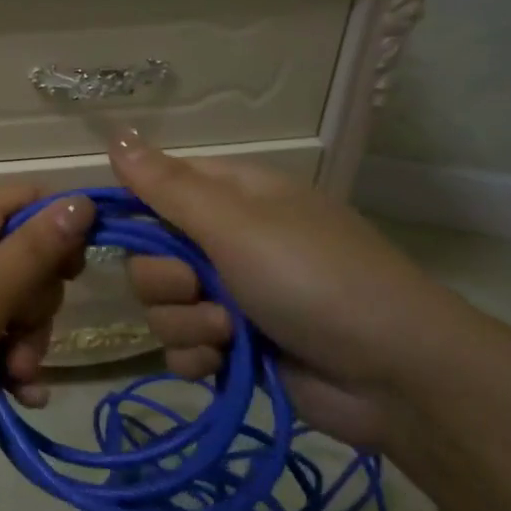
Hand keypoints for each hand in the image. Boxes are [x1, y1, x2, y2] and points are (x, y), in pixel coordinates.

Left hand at [0, 186, 91, 470]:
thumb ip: (37, 250)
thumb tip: (82, 200)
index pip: (30, 199)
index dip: (62, 231)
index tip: (76, 277)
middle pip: (22, 255)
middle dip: (37, 305)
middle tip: (24, 345)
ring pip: (4, 300)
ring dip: (22, 341)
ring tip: (16, 381)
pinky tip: (13, 395)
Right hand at [112, 136, 472, 450]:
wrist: (394, 375)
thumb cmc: (313, 279)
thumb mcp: (236, 223)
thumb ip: (167, 187)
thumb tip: (115, 135)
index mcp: (231, 196)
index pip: (156, 189)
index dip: (135, 213)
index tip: (125, 236)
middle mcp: (227, 241)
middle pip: (150, 256)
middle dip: (166, 282)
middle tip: (201, 289)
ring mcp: (232, 296)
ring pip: (163, 307)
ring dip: (188, 324)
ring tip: (230, 333)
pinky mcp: (236, 346)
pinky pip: (183, 347)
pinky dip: (198, 357)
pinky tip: (223, 364)